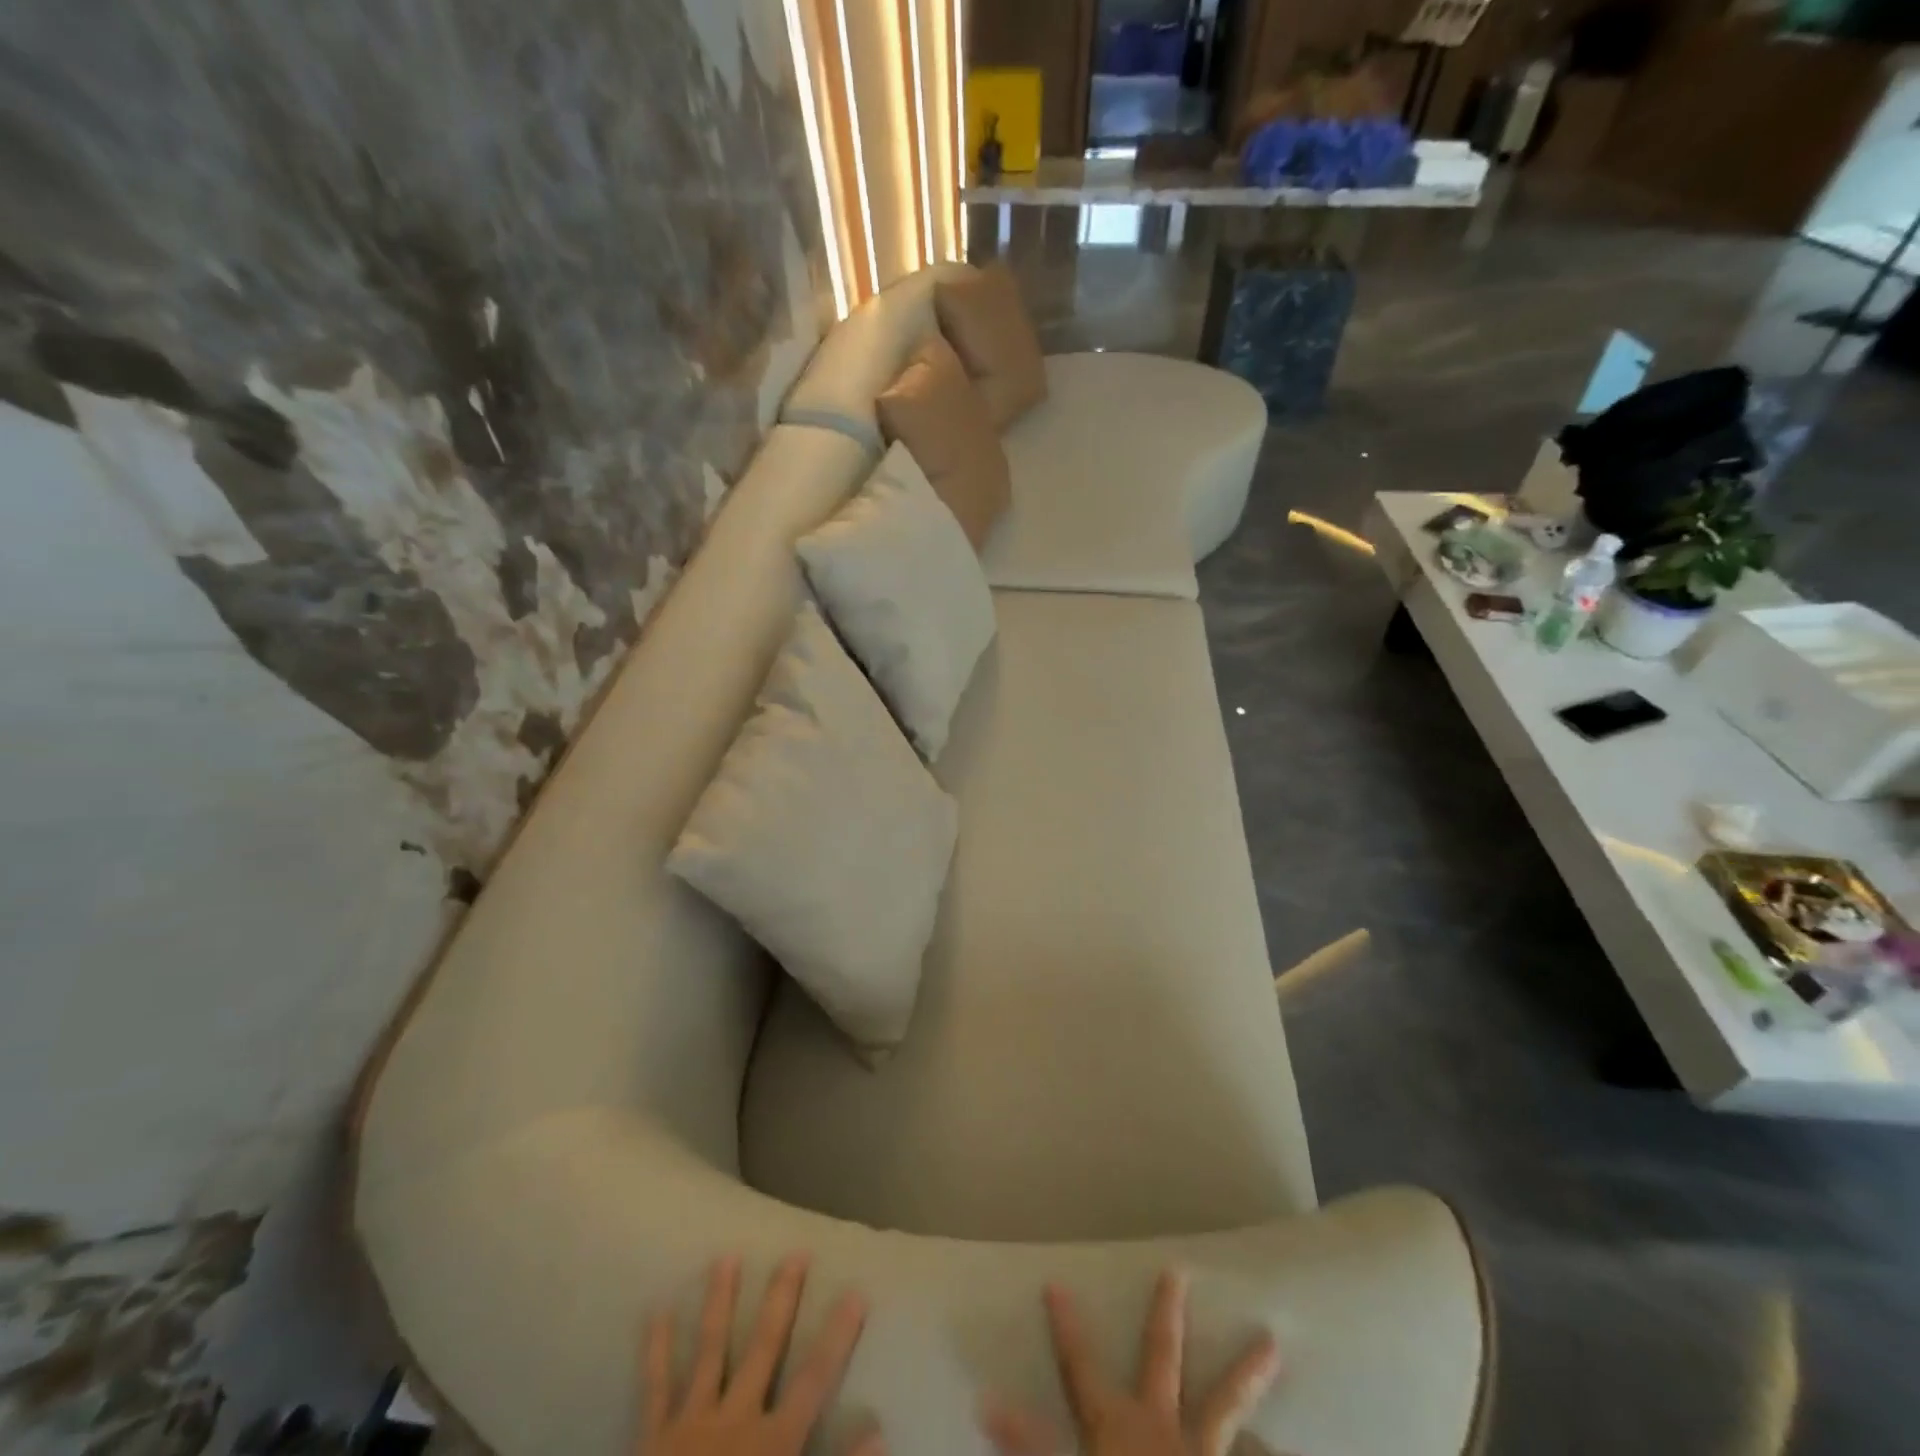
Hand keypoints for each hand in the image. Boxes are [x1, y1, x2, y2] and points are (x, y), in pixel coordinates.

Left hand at [641, 1254, 879, 1455]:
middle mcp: (734, 1419)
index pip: (814, 1379)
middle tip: (795, 1253)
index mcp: (772, 1443)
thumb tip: (880, 1432)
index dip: (837, 1336)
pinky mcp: (652, 1438)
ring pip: (709, 1351)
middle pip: (763, 1348)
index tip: (856, 1291)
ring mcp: (690, 1423)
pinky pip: (654, 1389)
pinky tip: (656, 1312)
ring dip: (720, 1302)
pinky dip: (655, 1350)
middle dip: (781, 1299)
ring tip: (726, 1257)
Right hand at [986, 1271, 1284, 1455]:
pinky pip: (1253, 1454)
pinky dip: (1270, 1447)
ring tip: (1274, 1343)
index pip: (1081, 1367)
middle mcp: (1163, 1426)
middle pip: (1162, 1356)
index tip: (1055, 1283)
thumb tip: (985, 1402)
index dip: (1067, 1326)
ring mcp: (1204, 1453)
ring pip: (1226, 1403)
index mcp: (1116, 1425)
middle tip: (1178, 1270)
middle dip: (1165, 1312)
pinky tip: (1283, 1441)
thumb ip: (1030, 1444)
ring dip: (1246, 1373)